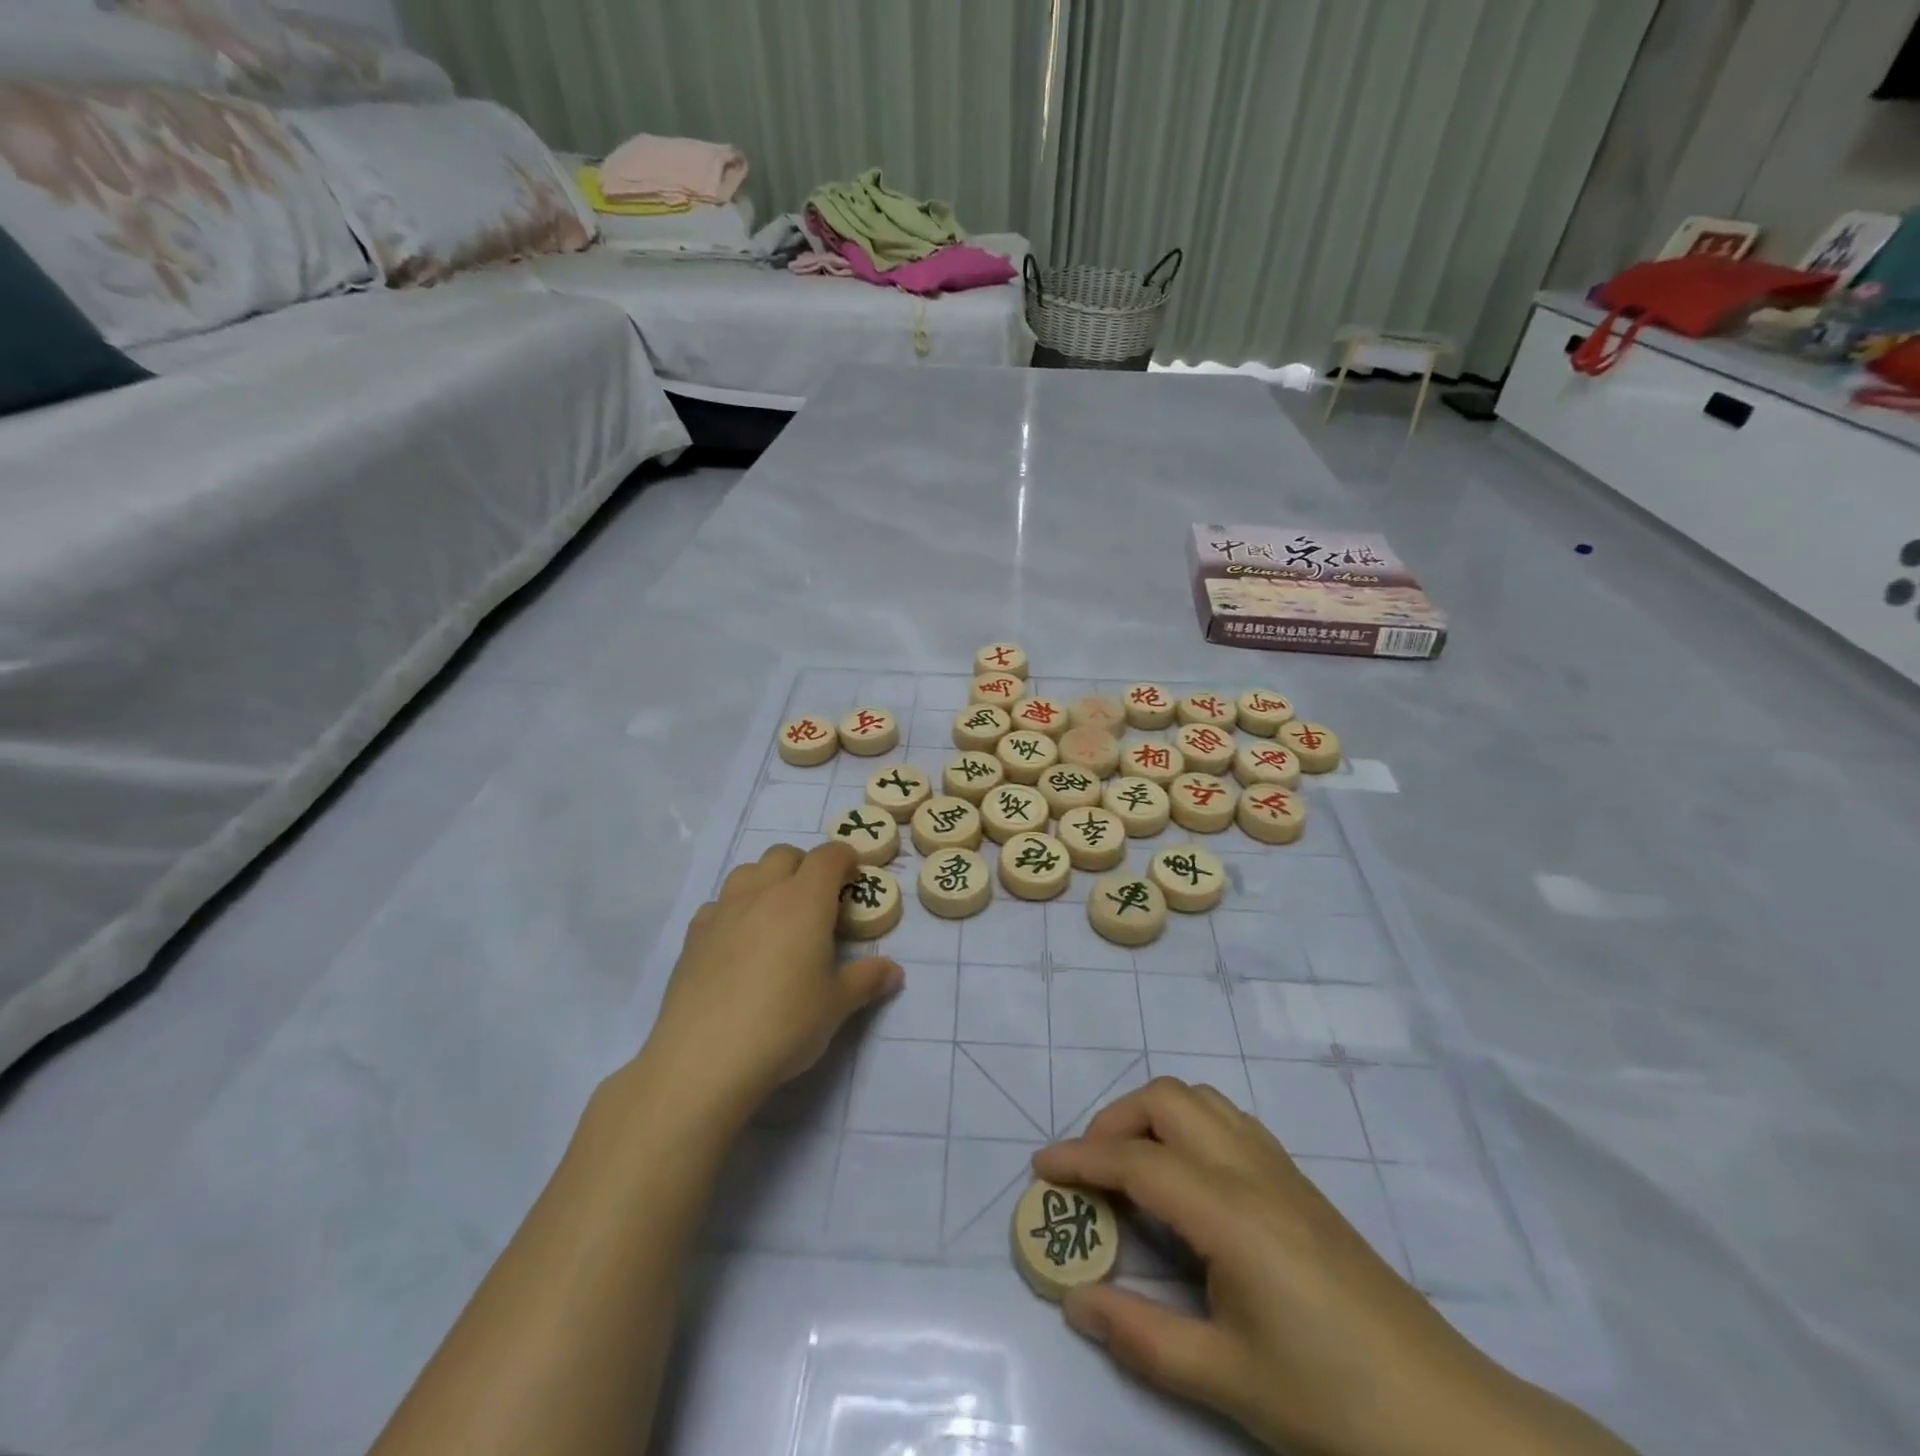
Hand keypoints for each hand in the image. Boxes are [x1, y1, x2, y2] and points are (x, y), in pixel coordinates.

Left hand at [643, 841, 901, 1121]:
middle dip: (805, 866)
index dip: (845, 858)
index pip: (828, 856)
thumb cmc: (784, 1024)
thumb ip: (867, 980)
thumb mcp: (837, 1005)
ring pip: (747, 871)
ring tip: (777, 915)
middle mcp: (763, 893)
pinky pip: (718, 904)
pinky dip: (734, 909)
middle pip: (784, 854)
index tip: (853, 876)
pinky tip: (738, 942)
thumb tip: (894, 971)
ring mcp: (723, 911)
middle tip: (817, 900)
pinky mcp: (694, 935)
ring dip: (767, 880)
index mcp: (805, 900)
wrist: (704, 1058)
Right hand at [1034, 1079, 1632, 1455]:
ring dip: (1155, 1115)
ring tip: (1133, 1166)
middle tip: (1089, 1170)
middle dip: (1115, 1120)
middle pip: (1168, 1101)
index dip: (1081, 1158)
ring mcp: (1282, 1171)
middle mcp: (1252, 1171)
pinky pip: (1231, 1122)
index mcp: (1229, 1212)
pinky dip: (1191, 1125)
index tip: (1040, 1167)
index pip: (1137, 1161)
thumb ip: (1142, 1337)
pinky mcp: (1302, 1185)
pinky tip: (1189, 1179)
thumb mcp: (1229, 1380)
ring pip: (1203, 1100)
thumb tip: (1075, 1300)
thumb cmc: (1335, 1403)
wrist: (1452, 1422)